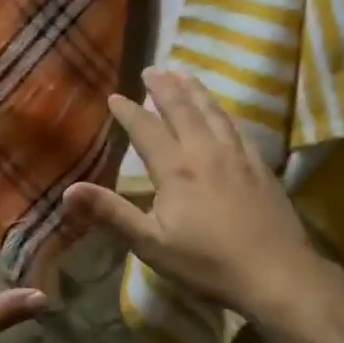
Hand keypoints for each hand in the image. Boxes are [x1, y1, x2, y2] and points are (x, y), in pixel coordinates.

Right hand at [60, 68, 318, 323]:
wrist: (276, 274)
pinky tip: (224, 114)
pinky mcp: (262, 169)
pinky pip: (239, 129)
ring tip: (186, 74)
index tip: (115, 96)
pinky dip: (225, 113)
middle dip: (165, 88)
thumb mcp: (150, 243)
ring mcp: (239, 158)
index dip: (129, 112)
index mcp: (176, 169)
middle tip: (153, 68)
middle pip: (184, 110)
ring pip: (214, 114)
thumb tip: (67, 191)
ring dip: (197, 91)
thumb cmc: (207, 263)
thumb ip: (110, 213)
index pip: (147, 130)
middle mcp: (207, 153)